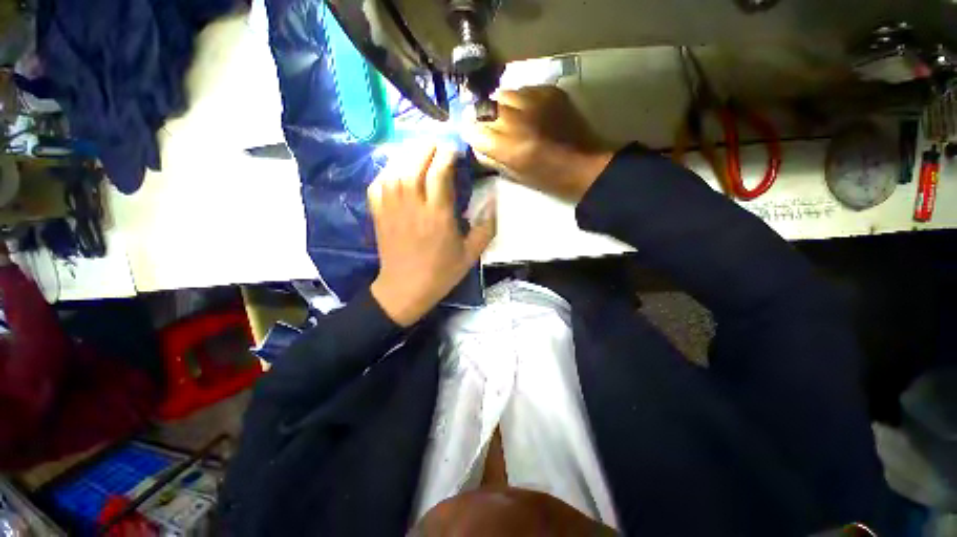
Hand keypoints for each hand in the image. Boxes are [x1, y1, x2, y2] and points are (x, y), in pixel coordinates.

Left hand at [369, 144, 495, 326]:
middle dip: (427, 147)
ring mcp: (392, 208)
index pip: (439, 173)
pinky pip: (378, 182)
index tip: (455, 150)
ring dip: (407, 153)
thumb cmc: (441, 272)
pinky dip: (387, 169)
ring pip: (395, 168)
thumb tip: (493, 201)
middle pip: (414, 163)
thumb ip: (486, 227)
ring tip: (419, 150)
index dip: (447, 154)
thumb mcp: (471, 254)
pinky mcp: (378, 213)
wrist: (405, 289)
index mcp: (438, 215)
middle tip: (437, 144)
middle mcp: (413, 206)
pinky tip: (397, 168)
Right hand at [464, 86, 616, 201]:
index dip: (471, 133)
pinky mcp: (550, 90)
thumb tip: (476, 143)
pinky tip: (530, 112)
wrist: (584, 164)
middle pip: (485, 107)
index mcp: (507, 145)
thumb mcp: (513, 175)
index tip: (474, 136)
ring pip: (504, 94)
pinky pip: (525, 89)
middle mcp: (516, 118)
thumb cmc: (547, 178)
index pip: (472, 129)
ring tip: (512, 117)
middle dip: (485, 118)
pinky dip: (522, 99)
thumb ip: (490, 158)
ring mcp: (534, 100)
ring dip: (503, 106)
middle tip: (493, 127)